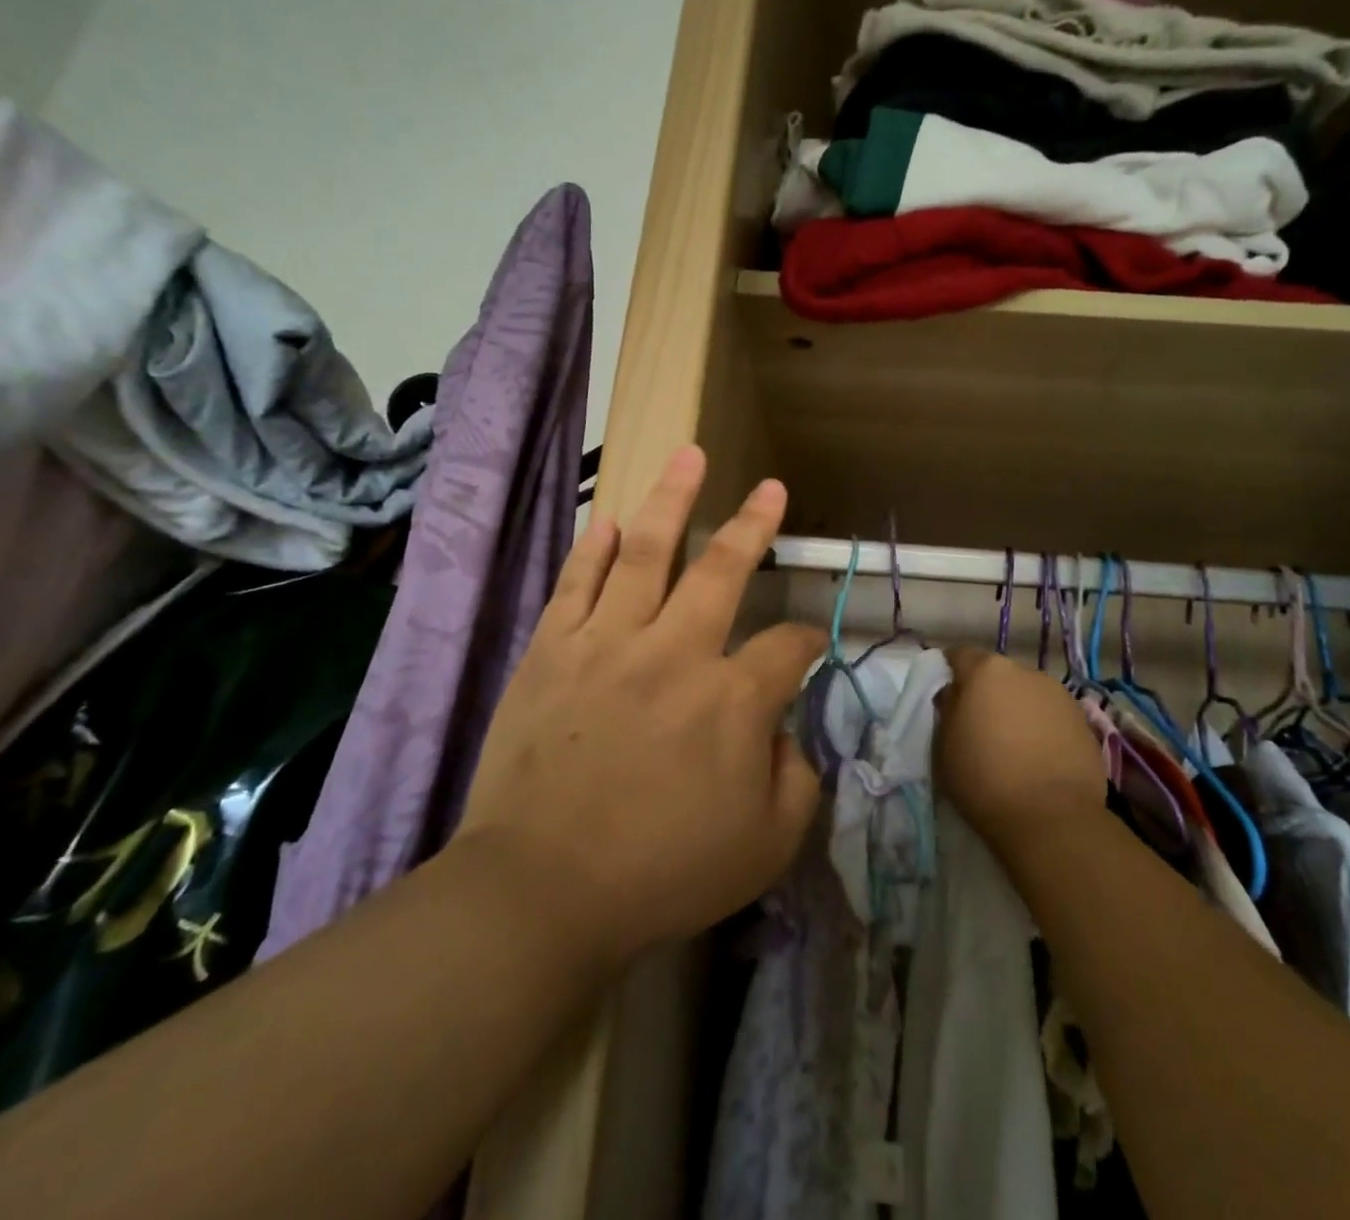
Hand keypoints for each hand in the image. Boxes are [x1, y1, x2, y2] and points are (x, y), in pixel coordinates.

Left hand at [456, 445, 826, 967]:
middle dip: (754, 524)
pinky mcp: (552, 652)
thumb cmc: (661, 874)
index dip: (809, 639)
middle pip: (723, 569)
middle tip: (771, 487)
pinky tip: (611, 518)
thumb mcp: (766, 848)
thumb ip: (797, 782)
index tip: (810, 646)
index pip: (788, 646)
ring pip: (647, 553)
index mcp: (732, 700)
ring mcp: (607, 644)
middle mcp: (676, 653)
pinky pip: (577, 584)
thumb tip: (784, 734)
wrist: (539, 893)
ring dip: (672, 500)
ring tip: (689, 455)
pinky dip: (596, 548)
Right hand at [935, 649, 1103, 858]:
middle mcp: (1025, 671)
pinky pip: (1051, 717)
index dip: (948, 673)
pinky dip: (1041, 728)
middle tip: (978, 725)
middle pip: (997, 674)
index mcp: (986, 670)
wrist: (1051, 819)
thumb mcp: (943, 745)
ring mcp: (1059, 695)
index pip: (959, 655)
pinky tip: (1037, 758)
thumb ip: (946, 709)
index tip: (945, 697)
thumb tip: (954, 693)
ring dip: (1017, 709)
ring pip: (1027, 694)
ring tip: (1012, 745)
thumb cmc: (983, 778)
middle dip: (986, 692)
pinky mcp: (1084, 722)